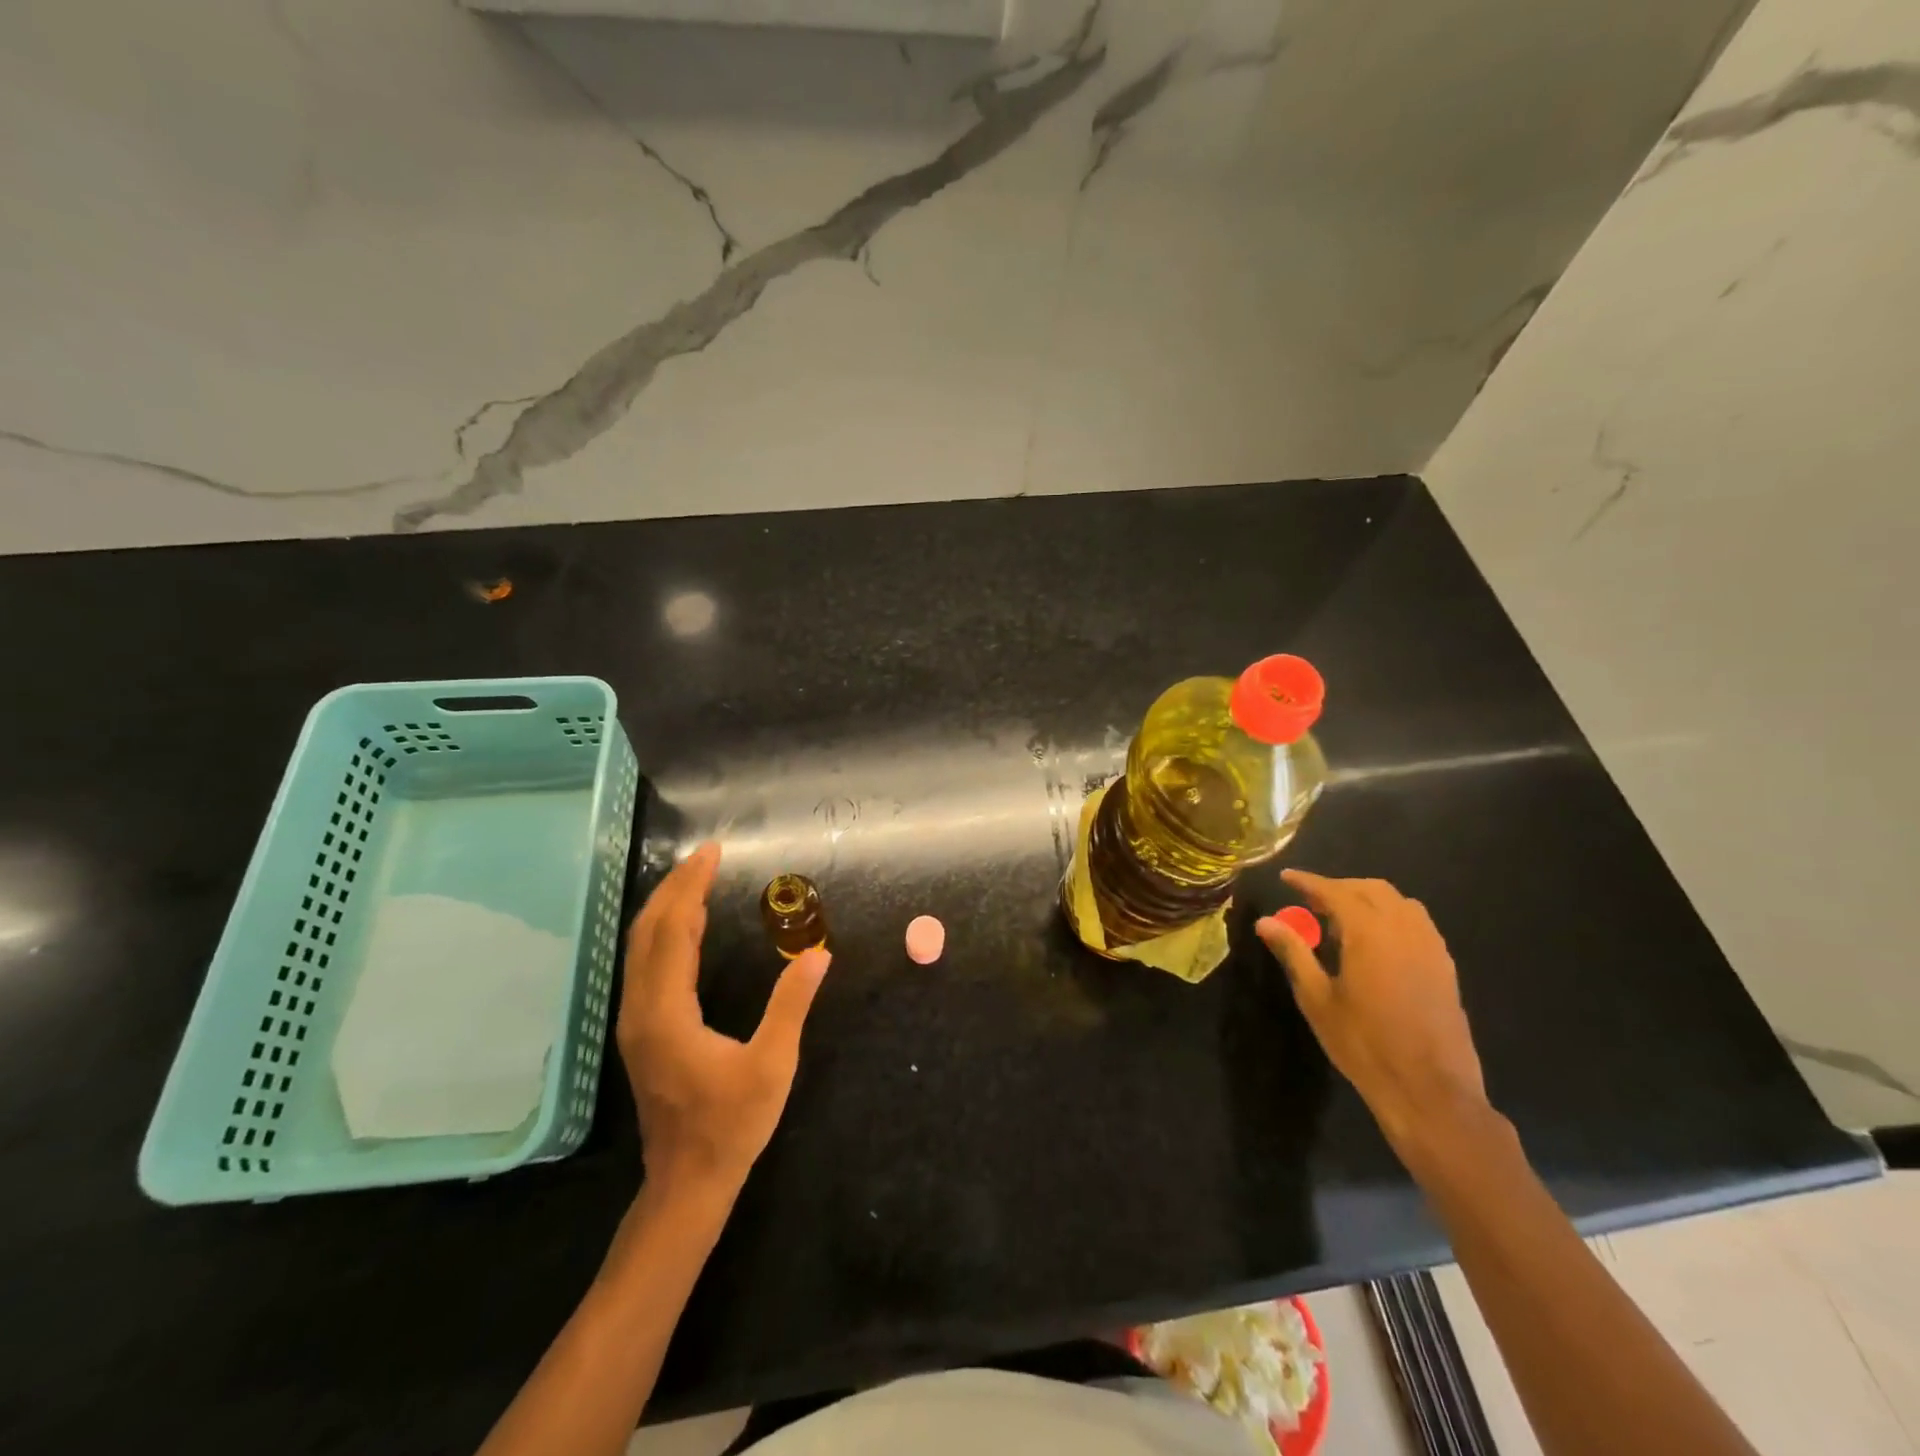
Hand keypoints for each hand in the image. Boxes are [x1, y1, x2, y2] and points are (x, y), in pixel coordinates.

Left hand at [617, 842, 829, 1197]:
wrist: (687, 1183)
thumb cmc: (731, 1125)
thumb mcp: (772, 1065)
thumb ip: (791, 1004)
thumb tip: (819, 954)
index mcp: (666, 1013)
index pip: (673, 931)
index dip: (691, 888)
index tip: (712, 853)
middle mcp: (641, 1010)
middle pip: (648, 932)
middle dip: (675, 888)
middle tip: (705, 856)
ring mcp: (636, 1022)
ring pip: (641, 948)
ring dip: (667, 908)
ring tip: (696, 879)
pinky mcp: (641, 1031)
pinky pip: (646, 965)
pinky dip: (665, 933)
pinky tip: (686, 927)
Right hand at [1257, 871, 1486, 1151]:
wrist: (1429, 1090)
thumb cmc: (1364, 1043)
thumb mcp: (1317, 998)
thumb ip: (1294, 953)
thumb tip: (1265, 922)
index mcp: (1370, 933)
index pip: (1335, 892)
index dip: (1308, 882)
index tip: (1286, 877)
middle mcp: (1404, 930)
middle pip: (1371, 889)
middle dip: (1339, 888)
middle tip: (1311, 901)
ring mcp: (1431, 947)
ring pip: (1399, 903)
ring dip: (1368, 899)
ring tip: (1343, 920)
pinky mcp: (1445, 967)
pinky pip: (1417, 923)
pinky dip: (1392, 917)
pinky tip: (1376, 942)